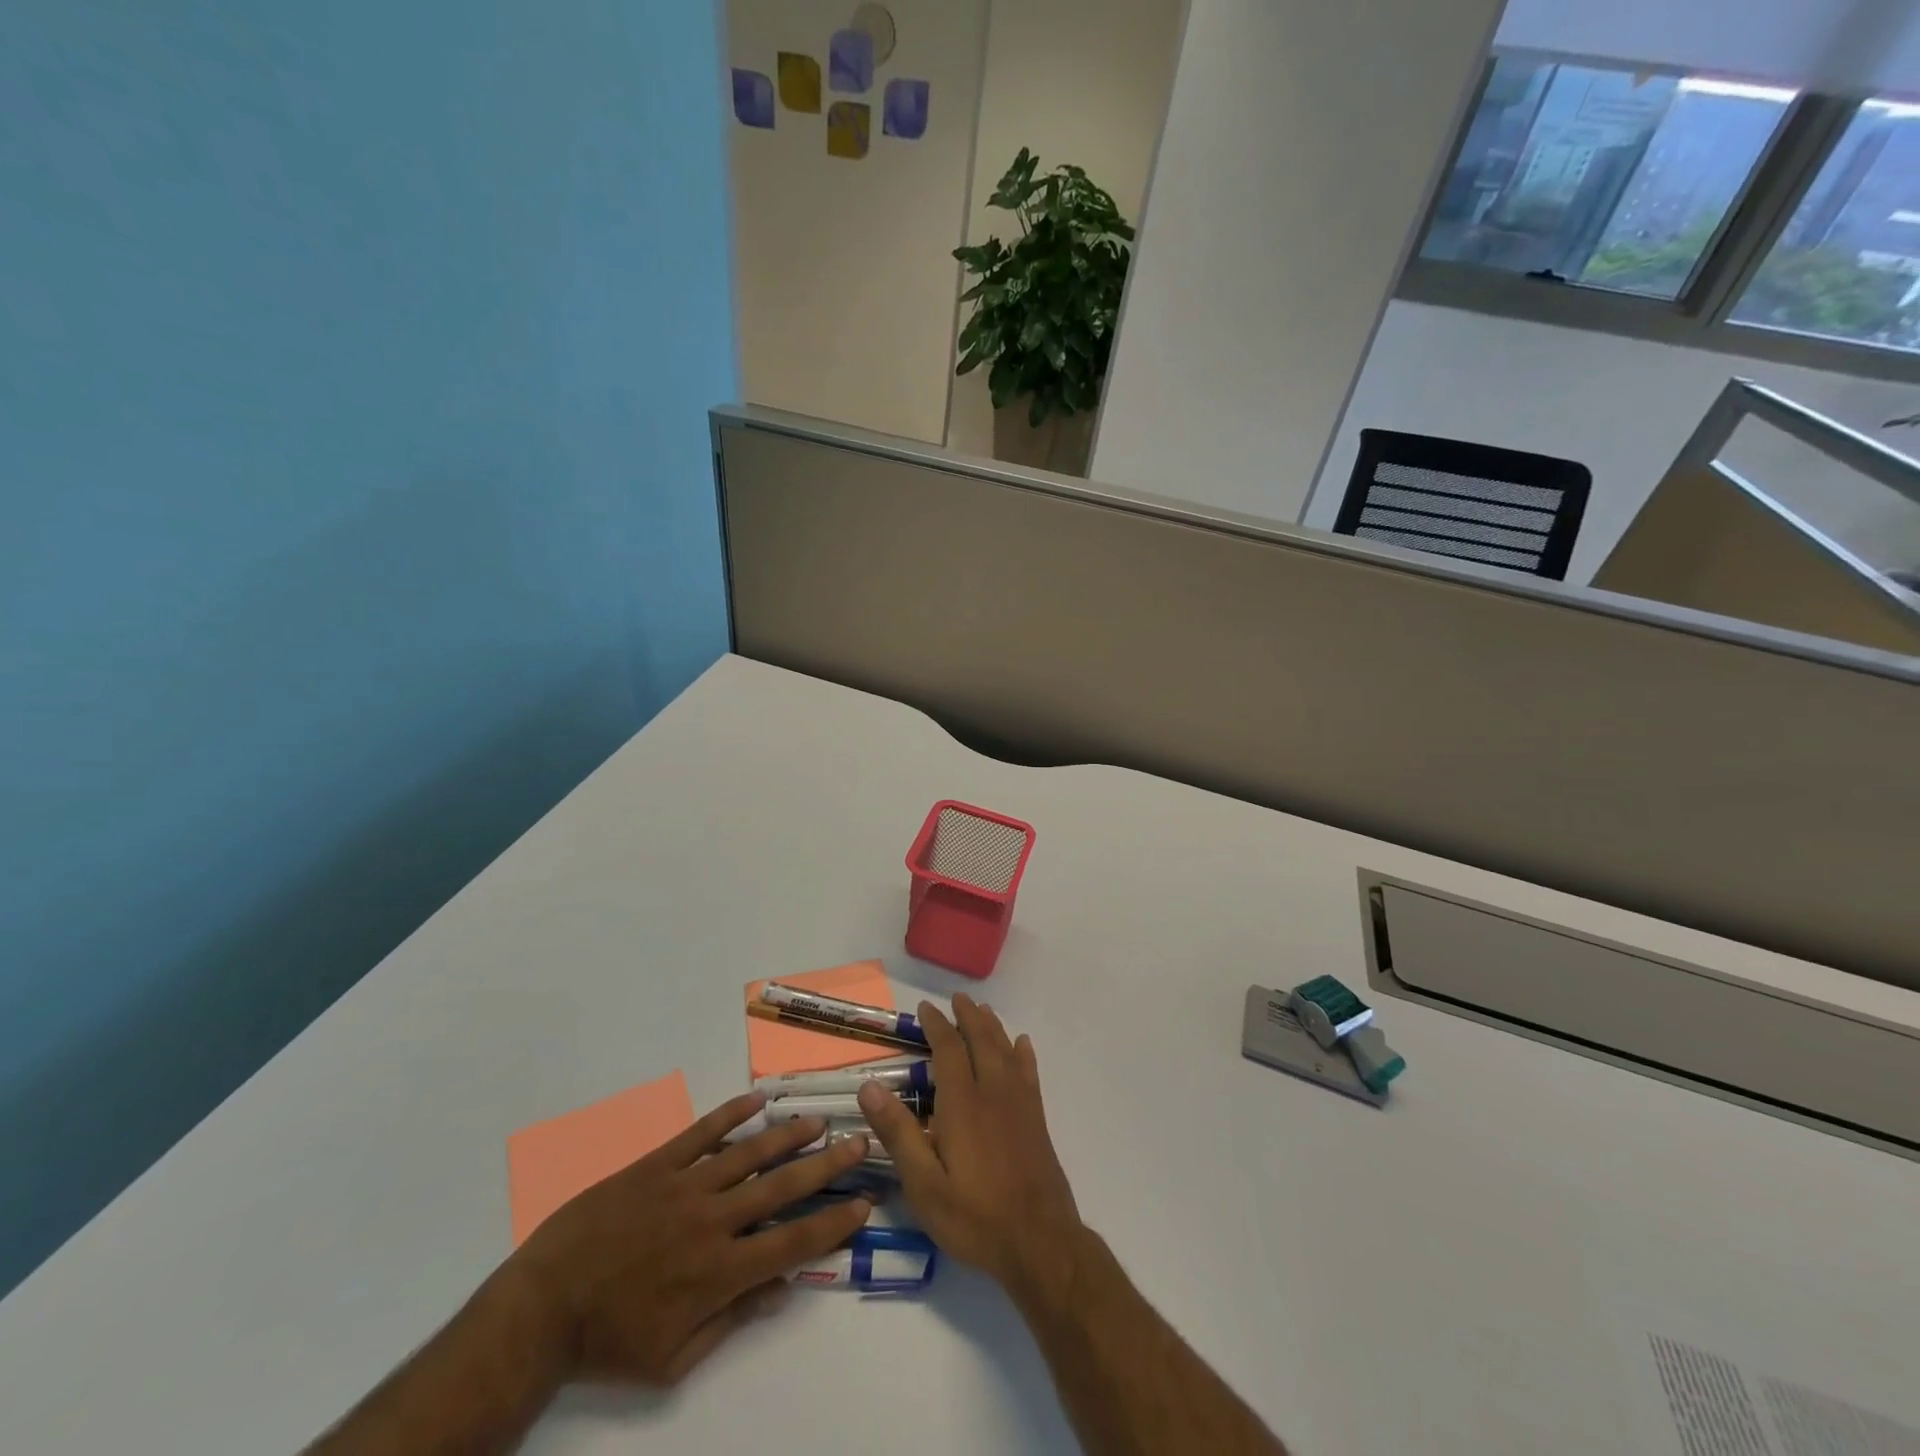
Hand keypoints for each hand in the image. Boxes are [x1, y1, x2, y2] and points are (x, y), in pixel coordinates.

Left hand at [509, 1094, 872, 1386]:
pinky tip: (756, 1098)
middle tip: (858, 1143)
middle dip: (826, 1166)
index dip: (832, 1224)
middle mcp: (712, 1222)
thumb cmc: (609, 1342)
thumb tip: (778, 1291)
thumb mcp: (672, 1360)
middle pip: (781, 1188)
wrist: (542, 1307)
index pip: (792, 1244)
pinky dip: (731, 1114)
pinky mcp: (656, 1165)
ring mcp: (684, 1187)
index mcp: (718, 1273)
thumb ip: (730, 1322)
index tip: (863, 1204)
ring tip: (818, 1120)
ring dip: (787, 1135)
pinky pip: (701, 1134)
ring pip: (749, 1152)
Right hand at [858, 995, 1084, 1298]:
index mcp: (962, 1103)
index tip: (925, 1008)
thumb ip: (898, 1133)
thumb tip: (868, 1086)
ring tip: (983, 1010)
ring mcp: (1019, 1104)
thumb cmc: (974, 1216)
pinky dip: (1023, 1053)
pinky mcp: (1037, 1119)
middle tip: (957, 998)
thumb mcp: (924, 1184)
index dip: (936, 1025)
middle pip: (981, 1040)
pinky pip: (1029, 1073)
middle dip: (967, 1016)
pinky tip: (1022, 1044)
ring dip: (992, 1027)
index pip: (948, 1049)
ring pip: (1005, 1050)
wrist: (1040, 1242)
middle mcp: (993, 1092)